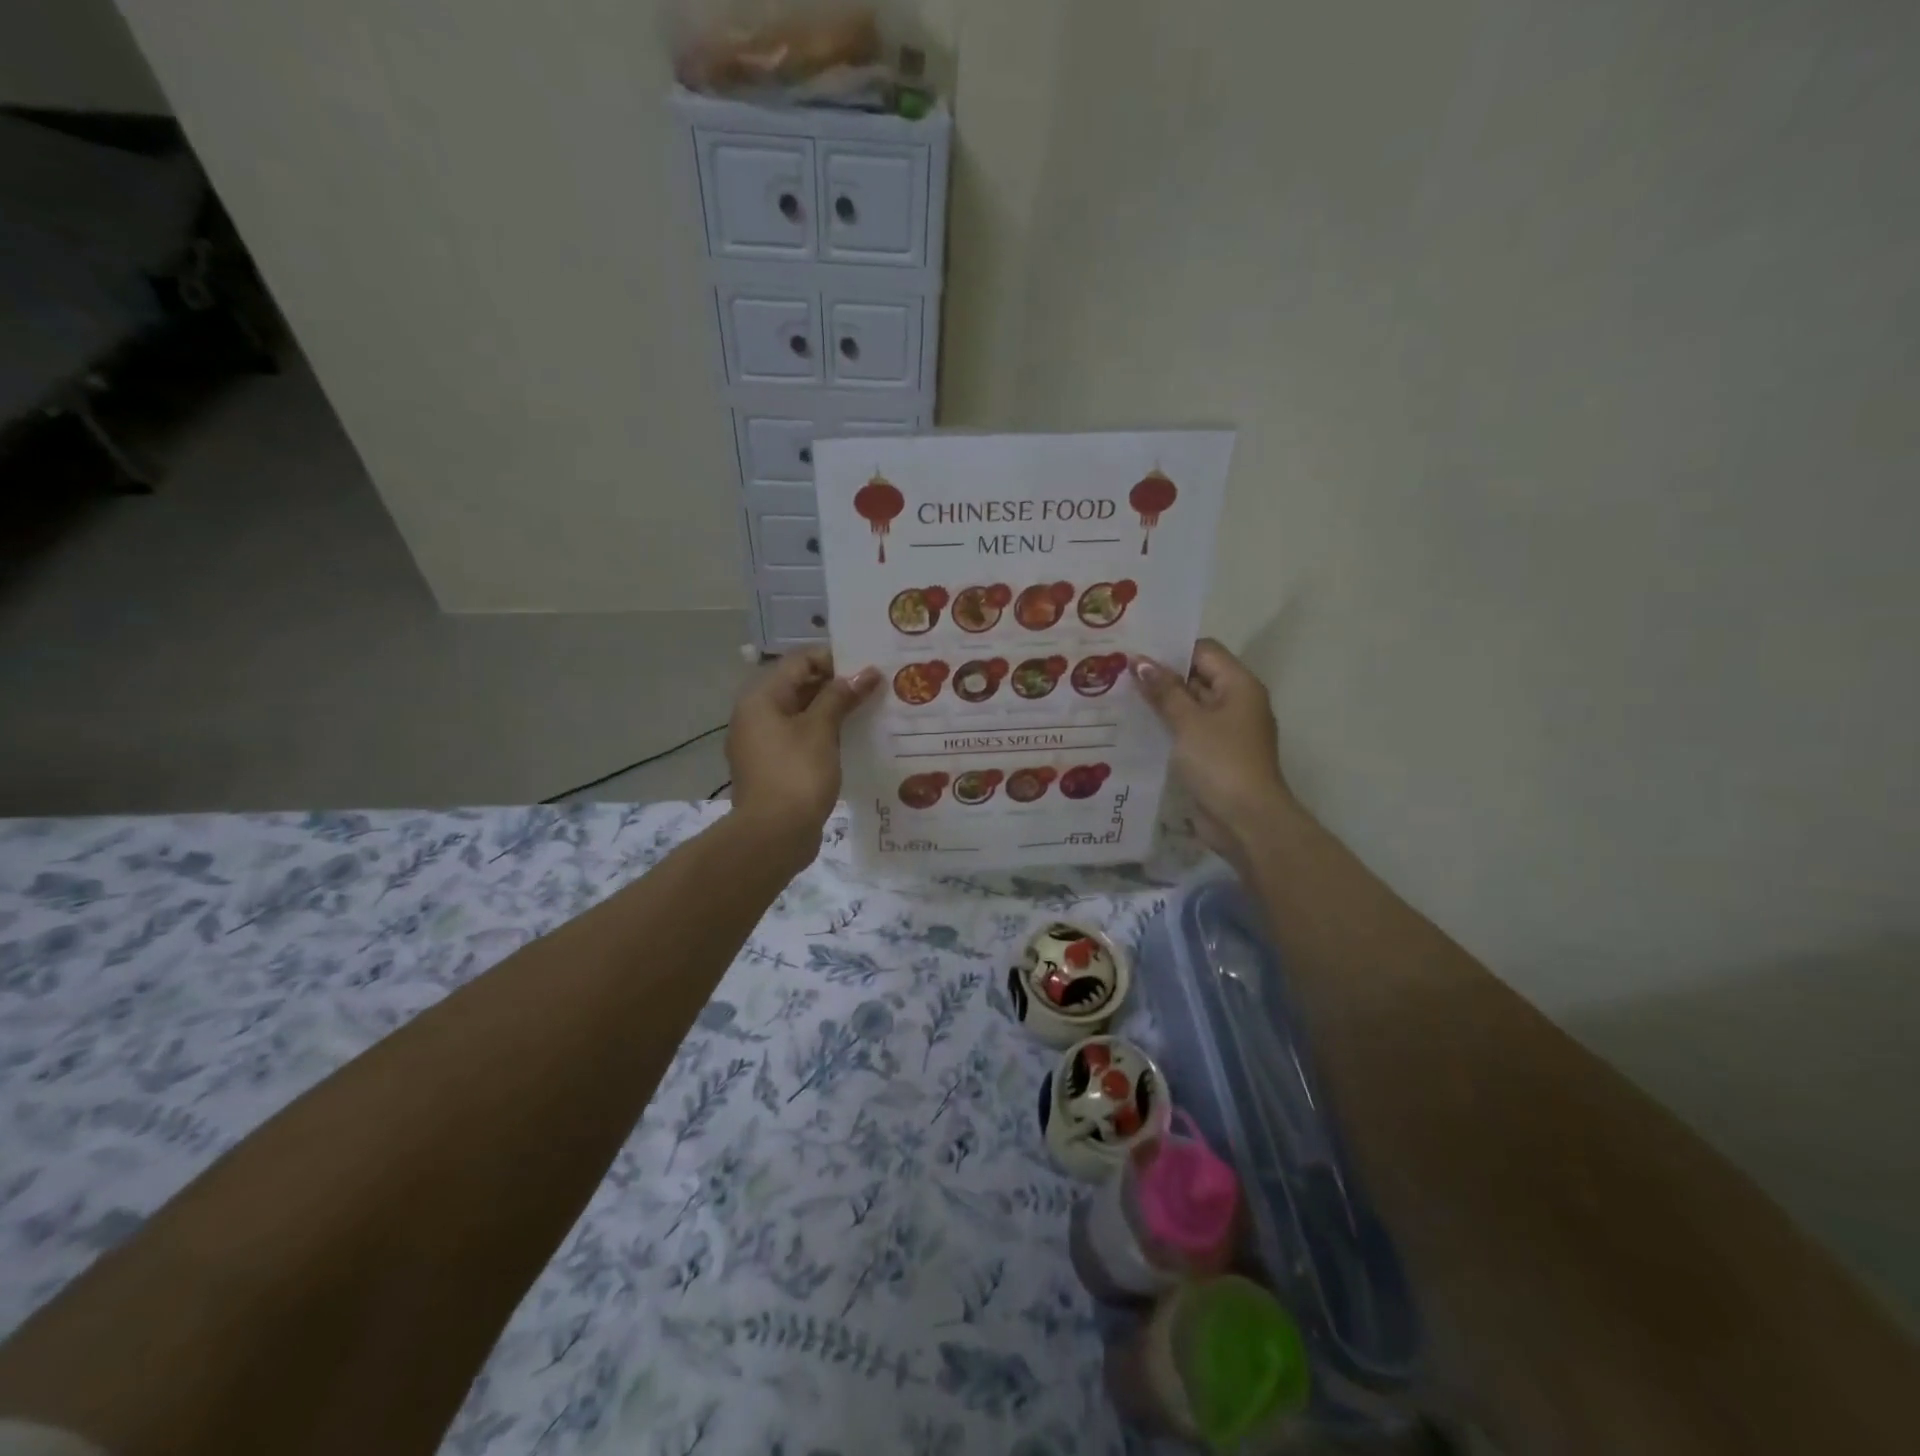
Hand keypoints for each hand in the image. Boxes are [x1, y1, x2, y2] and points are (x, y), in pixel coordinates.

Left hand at [727, 649, 879, 854]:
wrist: (773, 836)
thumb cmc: (796, 774)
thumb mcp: (821, 730)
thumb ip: (841, 696)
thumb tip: (866, 672)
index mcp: (761, 698)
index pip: (800, 661)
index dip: (835, 659)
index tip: (869, 664)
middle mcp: (757, 715)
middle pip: (800, 685)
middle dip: (838, 684)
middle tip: (877, 685)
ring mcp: (764, 743)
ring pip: (803, 713)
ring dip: (835, 709)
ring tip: (873, 708)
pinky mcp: (776, 766)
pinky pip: (803, 738)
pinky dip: (827, 733)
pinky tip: (856, 737)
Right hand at [1132, 639, 1296, 858]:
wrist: (1246, 820)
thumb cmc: (1220, 762)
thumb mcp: (1188, 722)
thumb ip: (1164, 690)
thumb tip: (1140, 661)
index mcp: (1239, 686)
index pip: (1204, 651)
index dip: (1171, 650)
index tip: (1134, 653)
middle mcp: (1236, 703)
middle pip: (1197, 677)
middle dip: (1161, 676)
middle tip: (1118, 673)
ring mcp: (1226, 731)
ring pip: (1190, 706)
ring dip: (1161, 704)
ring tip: (1119, 697)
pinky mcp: (1214, 755)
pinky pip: (1188, 731)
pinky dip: (1167, 727)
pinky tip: (1135, 728)